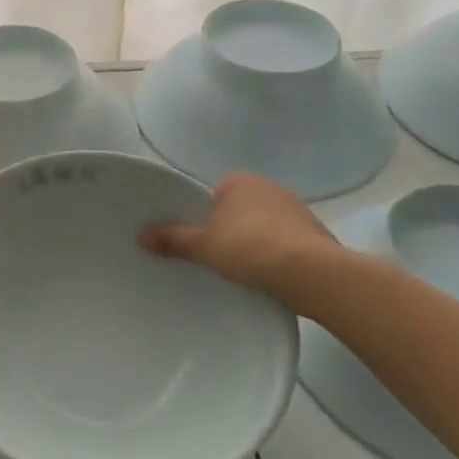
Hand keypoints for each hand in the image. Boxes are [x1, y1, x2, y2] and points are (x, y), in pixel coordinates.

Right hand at [139, 172, 336, 305]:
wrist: (311, 273)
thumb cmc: (249, 248)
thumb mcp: (204, 246)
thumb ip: (173, 239)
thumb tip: (140, 235)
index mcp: (239, 181)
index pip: (213, 195)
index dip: (204, 217)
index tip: (200, 240)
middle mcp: (269, 187)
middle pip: (239, 210)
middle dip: (231, 229)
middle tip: (217, 257)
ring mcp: (297, 210)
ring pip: (265, 226)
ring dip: (257, 243)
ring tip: (245, 272)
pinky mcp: (317, 235)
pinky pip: (288, 243)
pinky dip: (279, 256)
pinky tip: (271, 277)